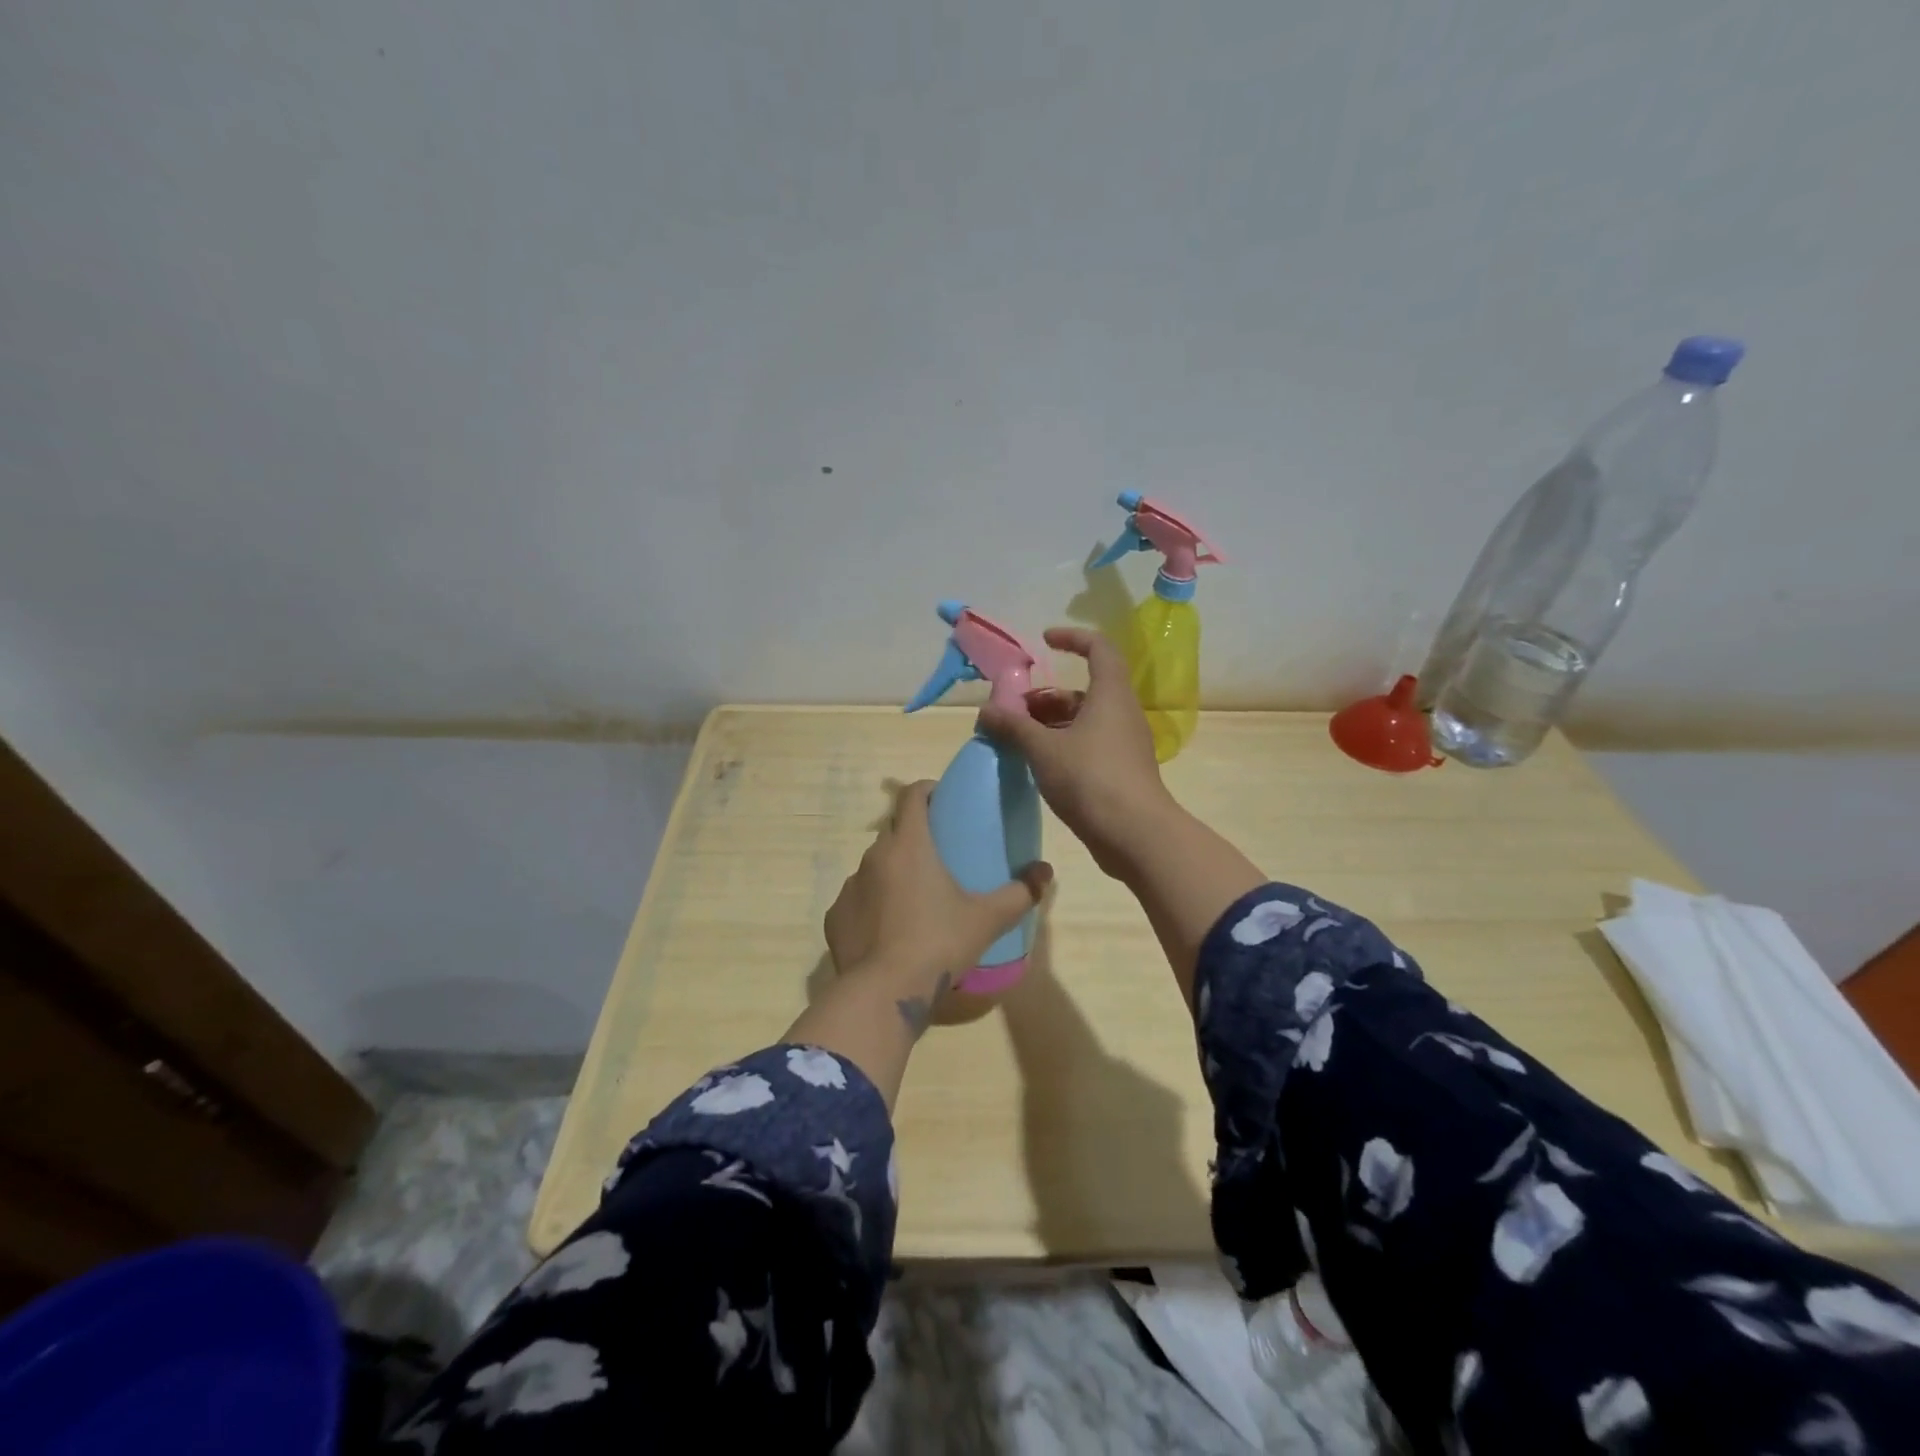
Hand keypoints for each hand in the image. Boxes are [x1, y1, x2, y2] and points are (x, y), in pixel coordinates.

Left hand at [824, 781, 1052, 1023]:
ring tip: (914, 899)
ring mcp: (850, 886)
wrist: (884, 993)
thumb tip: (1045, 872)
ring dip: (892, 873)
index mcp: (909, 845)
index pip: (911, 796)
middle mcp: (873, 856)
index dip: (927, 790)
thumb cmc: (939, 943)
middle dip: (914, 837)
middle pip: (894, 832)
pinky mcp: (835, 917)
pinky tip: (889, 931)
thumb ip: (1019, 892)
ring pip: (874, 867)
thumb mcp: (987, 919)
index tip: (942, 799)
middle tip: (938, 858)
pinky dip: (872, 907)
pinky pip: (857, 901)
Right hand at [978, 627, 1184, 880]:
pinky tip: (1039, 765)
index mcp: (1110, 695)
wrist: (1135, 834)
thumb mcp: (1043, 750)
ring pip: (1086, 721)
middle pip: (1085, 690)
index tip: (1044, 642)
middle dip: (1047, 697)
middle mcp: (1122, 713)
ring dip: (1052, 724)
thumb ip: (1014, 726)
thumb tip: (986, 710)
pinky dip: (1064, 746)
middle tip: (1015, 712)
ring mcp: (1125, 745)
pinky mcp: (1122, 772)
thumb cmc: (1090, 779)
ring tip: (1019, 740)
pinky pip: (1090, 745)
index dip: (1072, 638)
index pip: (1099, 648)